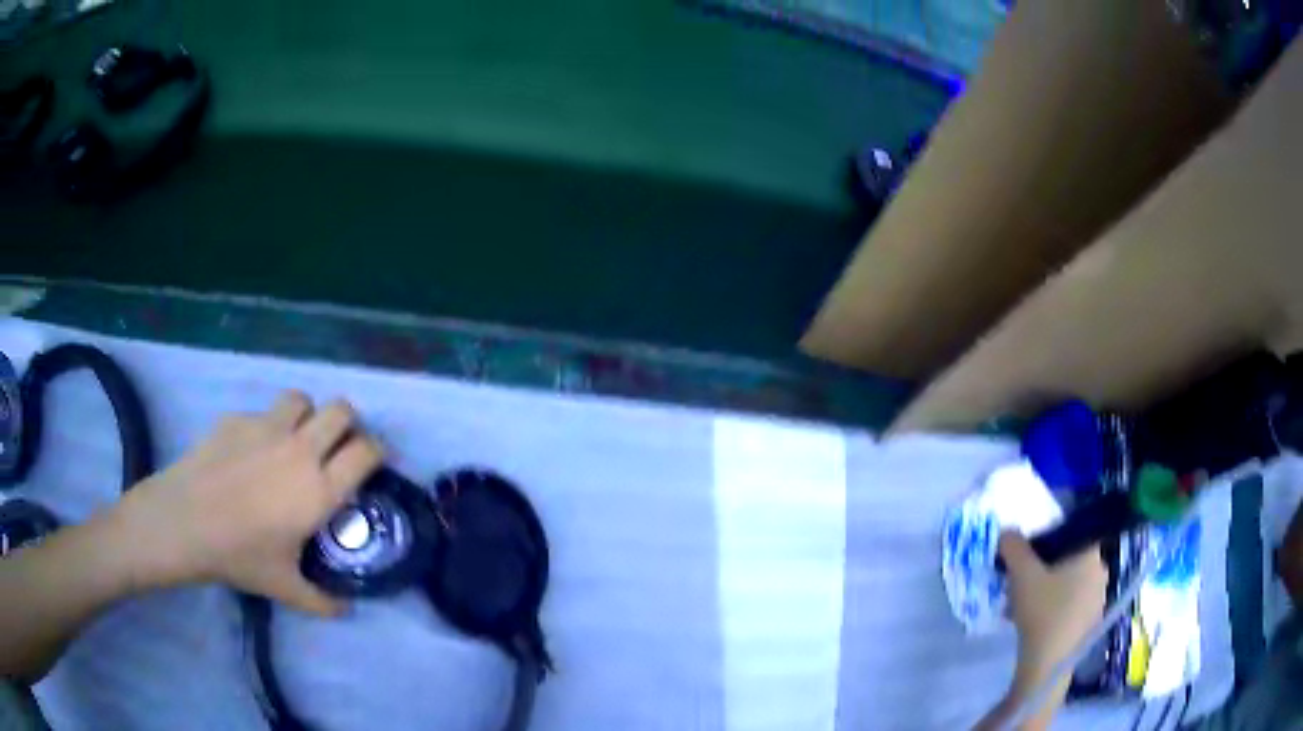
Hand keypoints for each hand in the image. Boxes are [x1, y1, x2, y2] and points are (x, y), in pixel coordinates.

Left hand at [113, 391, 383, 614]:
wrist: (184, 521)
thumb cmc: (239, 555)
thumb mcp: (285, 588)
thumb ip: (322, 601)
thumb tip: (344, 610)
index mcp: (319, 489)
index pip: (366, 451)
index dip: (378, 451)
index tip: (375, 462)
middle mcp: (300, 449)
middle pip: (341, 409)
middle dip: (348, 423)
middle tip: (338, 447)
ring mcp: (266, 427)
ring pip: (302, 400)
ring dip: (307, 416)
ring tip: (295, 440)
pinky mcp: (237, 418)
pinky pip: (263, 412)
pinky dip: (267, 427)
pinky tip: (250, 453)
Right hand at [999, 532, 1107, 686]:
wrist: (1049, 665)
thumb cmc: (1042, 612)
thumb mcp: (1021, 575)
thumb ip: (1013, 547)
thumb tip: (1007, 532)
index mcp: (1091, 554)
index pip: (1074, 532)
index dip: (1051, 538)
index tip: (1030, 554)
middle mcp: (1101, 571)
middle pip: (1070, 559)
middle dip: (1045, 568)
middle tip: (1021, 581)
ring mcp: (1098, 599)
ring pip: (1070, 584)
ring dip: (1048, 589)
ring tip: (1022, 606)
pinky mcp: (1090, 623)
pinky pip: (1072, 605)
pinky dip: (1055, 608)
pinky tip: (1034, 624)